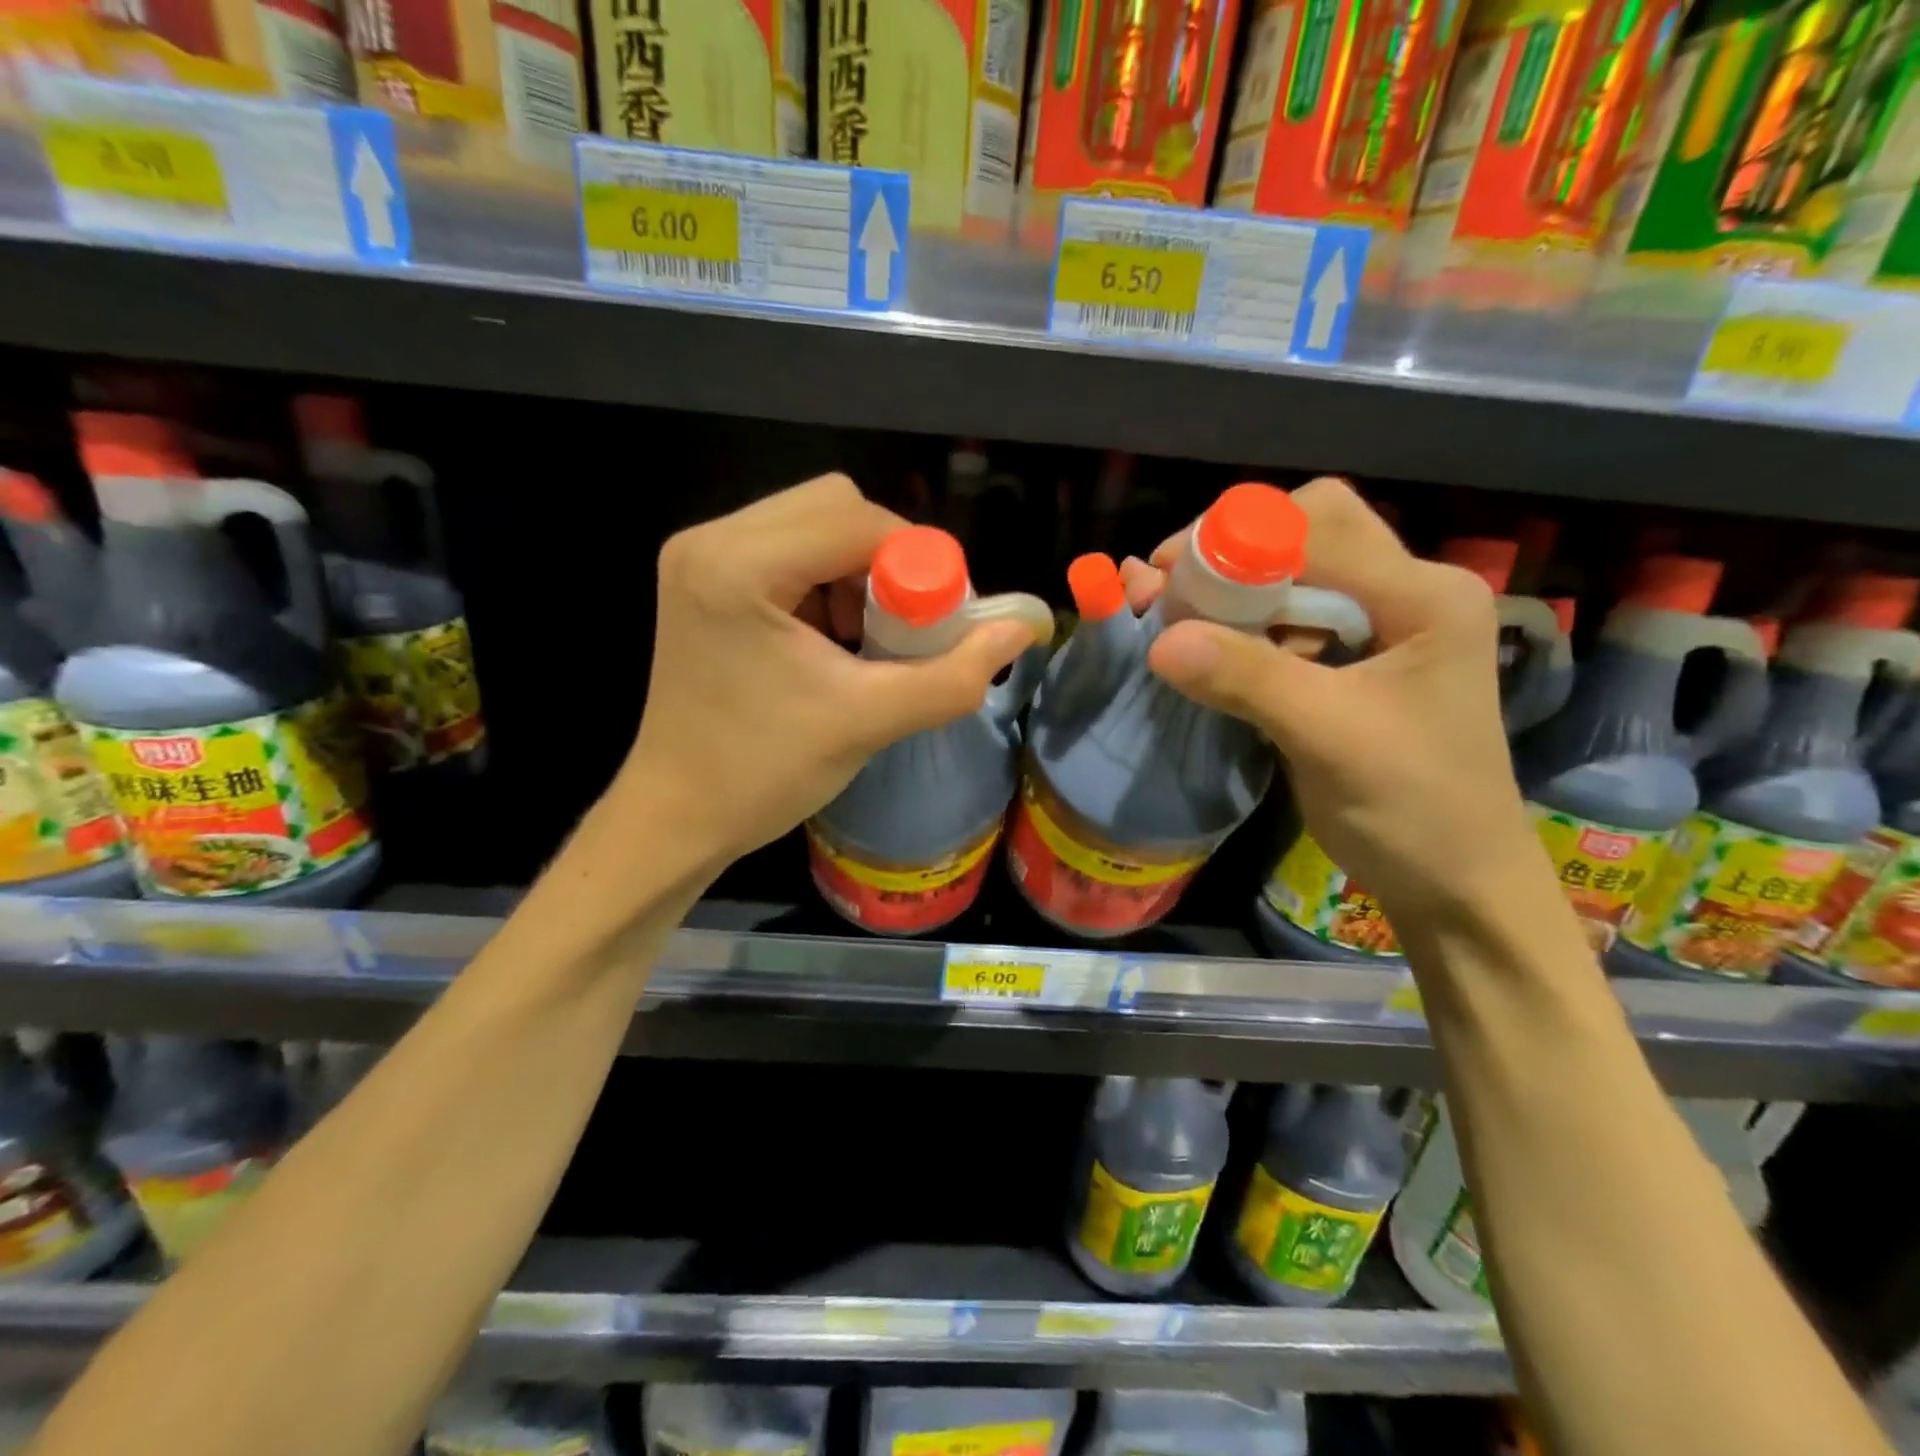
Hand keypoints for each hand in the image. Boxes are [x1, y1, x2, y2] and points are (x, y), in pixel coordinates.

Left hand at [622, 474, 1037, 860]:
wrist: (677, 817)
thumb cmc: (763, 773)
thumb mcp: (867, 723)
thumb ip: (952, 675)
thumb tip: (1022, 629)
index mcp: (739, 565)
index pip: (858, 520)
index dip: (918, 564)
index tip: (941, 622)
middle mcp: (711, 541)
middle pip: (836, 506)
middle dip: (887, 563)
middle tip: (905, 628)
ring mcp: (701, 558)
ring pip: (814, 524)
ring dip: (858, 574)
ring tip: (867, 641)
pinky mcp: (706, 580)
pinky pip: (789, 551)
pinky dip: (828, 585)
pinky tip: (833, 640)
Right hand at [1125, 478, 1540, 923]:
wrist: (1455, 882)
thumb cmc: (1413, 807)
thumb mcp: (1329, 737)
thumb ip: (1248, 679)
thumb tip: (1158, 641)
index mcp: (1422, 594)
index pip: (1319, 523)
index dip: (1236, 539)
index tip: (1168, 578)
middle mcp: (1405, 593)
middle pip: (1303, 535)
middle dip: (1230, 559)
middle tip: (1171, 598)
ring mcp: (1379, 627)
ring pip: (1290, 579)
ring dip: (1230, 597)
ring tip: (1179, 630)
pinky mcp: (1352, 662)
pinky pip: (1287, 623)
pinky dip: (1242, 631)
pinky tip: (1212, 658)